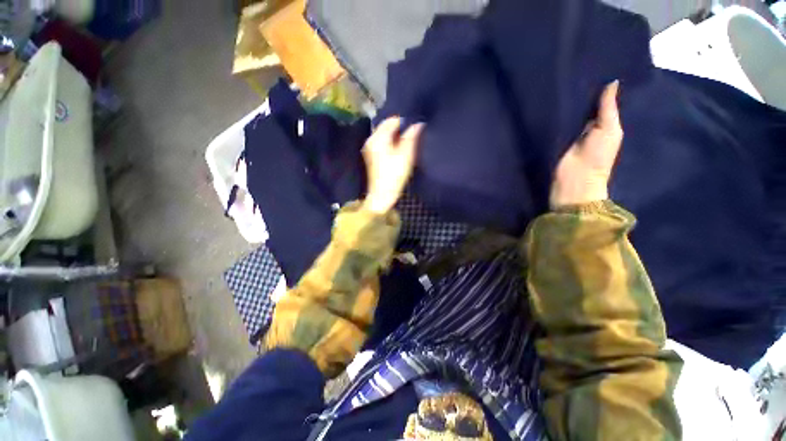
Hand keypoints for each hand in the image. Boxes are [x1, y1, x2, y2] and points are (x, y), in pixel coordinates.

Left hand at [362, 117, 424, 213]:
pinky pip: (382, 142)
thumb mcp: (406, 154)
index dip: (405, 121)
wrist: (382, 194)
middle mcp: (371, 139)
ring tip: (408, 142)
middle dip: (400, 128)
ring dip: (396, 136)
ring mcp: (369, 148)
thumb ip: (411, 136)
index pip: (392, 120)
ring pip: (385, 135)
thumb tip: (418, 123)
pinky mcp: (371, 155)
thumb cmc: (394, 174)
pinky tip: (399, 149)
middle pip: (386, 126)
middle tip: (413, 134)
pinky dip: (391, 142)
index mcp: (378, 138)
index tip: (415, 127)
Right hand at [550, 81, 622, 207]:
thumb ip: (608, 108)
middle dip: (580, 92)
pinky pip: (555, 124)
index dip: (598, 87)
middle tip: (573, 69)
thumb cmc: (597, 156)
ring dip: (565, 102)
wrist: (574, 180)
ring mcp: (569, 134)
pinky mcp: (554, 140)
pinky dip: (553, 114)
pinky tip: (548, 100)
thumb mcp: (609, 129)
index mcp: (604, 124)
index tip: (593, 67)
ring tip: (559, 79)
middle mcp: (587, 127)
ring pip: (568, 114)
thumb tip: (612, 81)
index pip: (601, 102)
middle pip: (583, 106)